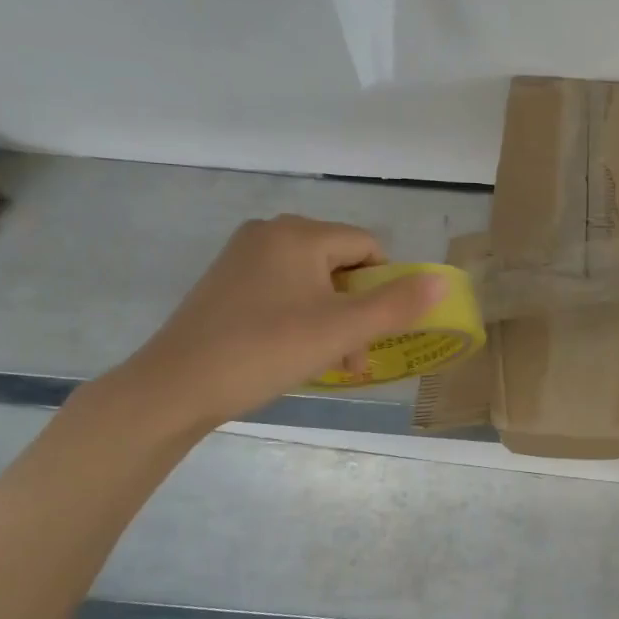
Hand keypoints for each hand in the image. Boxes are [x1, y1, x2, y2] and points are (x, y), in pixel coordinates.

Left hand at [100, 215, 444, 434]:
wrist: (176, 386)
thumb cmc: (266, 350)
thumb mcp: (341, 330)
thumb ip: (397, 305)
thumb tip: (442, 281)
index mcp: (299, 234)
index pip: (367, 247)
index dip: (383, 288)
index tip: (373, 331)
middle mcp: (270, 233)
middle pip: (340, 263)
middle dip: (356, 309)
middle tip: (351, 354)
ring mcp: (243, 257)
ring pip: (312, 281)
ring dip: (331, 319)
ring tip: (327, 361)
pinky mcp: (225, 283)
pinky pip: (282, 290)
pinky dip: (299, 317)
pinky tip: (291, 352)